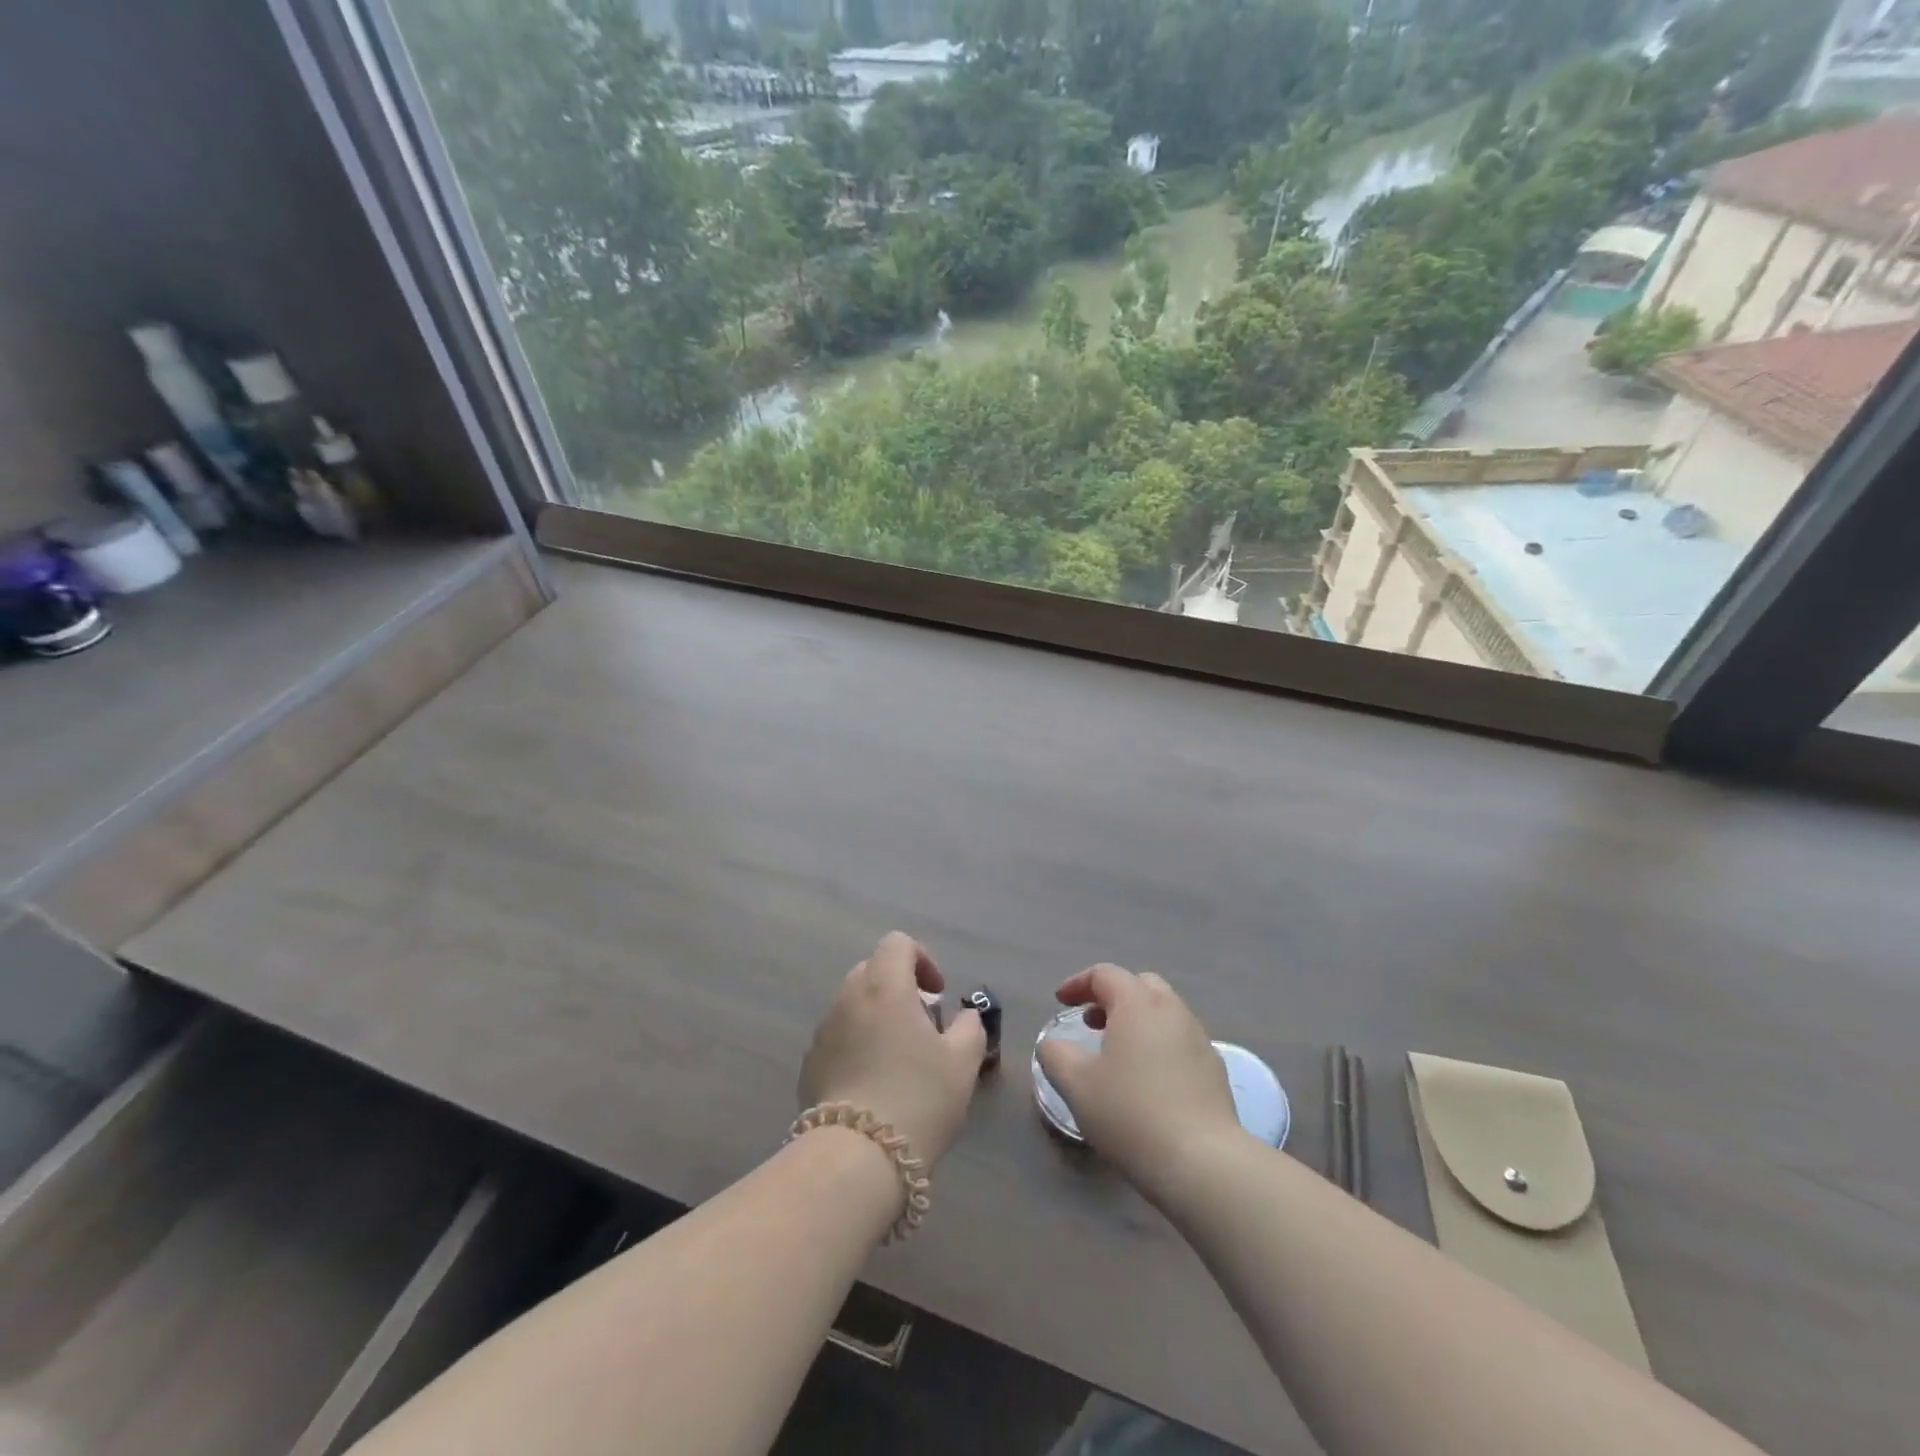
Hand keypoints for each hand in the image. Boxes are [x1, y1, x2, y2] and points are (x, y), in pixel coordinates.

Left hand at [799, 932, 986, 1166]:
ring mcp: (823, 1030)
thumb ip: (970, 1028)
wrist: (856, 1158)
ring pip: (853, 1005)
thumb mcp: (962, 1063)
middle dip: (899, 988)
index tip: (938, 994)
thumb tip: (964, 1016)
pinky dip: (857, 1045)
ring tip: (898, 1059)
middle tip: (922, 1025)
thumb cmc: (918, 1098)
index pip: (898, 943)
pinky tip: (873, 1085)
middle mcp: (848, 997)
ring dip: (877, 1017)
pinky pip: (838, 1037)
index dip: (922, 959)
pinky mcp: (809, 1063)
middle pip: (873, 970)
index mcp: (884, 986)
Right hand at [1036, 964, 1241, 1196]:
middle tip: (1091, 1022)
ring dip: (1138, 1021)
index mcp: (1137, 1004)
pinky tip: (1149, 1080)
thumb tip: (1053, 1045)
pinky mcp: (1215, 1070)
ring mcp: (1199, 1039)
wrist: (1203, 1163)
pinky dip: (1159, 1045)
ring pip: (1165, 1013)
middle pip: (1140, 985)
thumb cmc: (1130, 1114)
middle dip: (1112, 996)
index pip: (1105, 974)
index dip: (1078, 983)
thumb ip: (1055, 1055)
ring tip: (1118, 1053)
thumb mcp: (1076, 1085)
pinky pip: (1181, 1041)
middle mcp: (1172, 1011)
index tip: (1060, 1001)